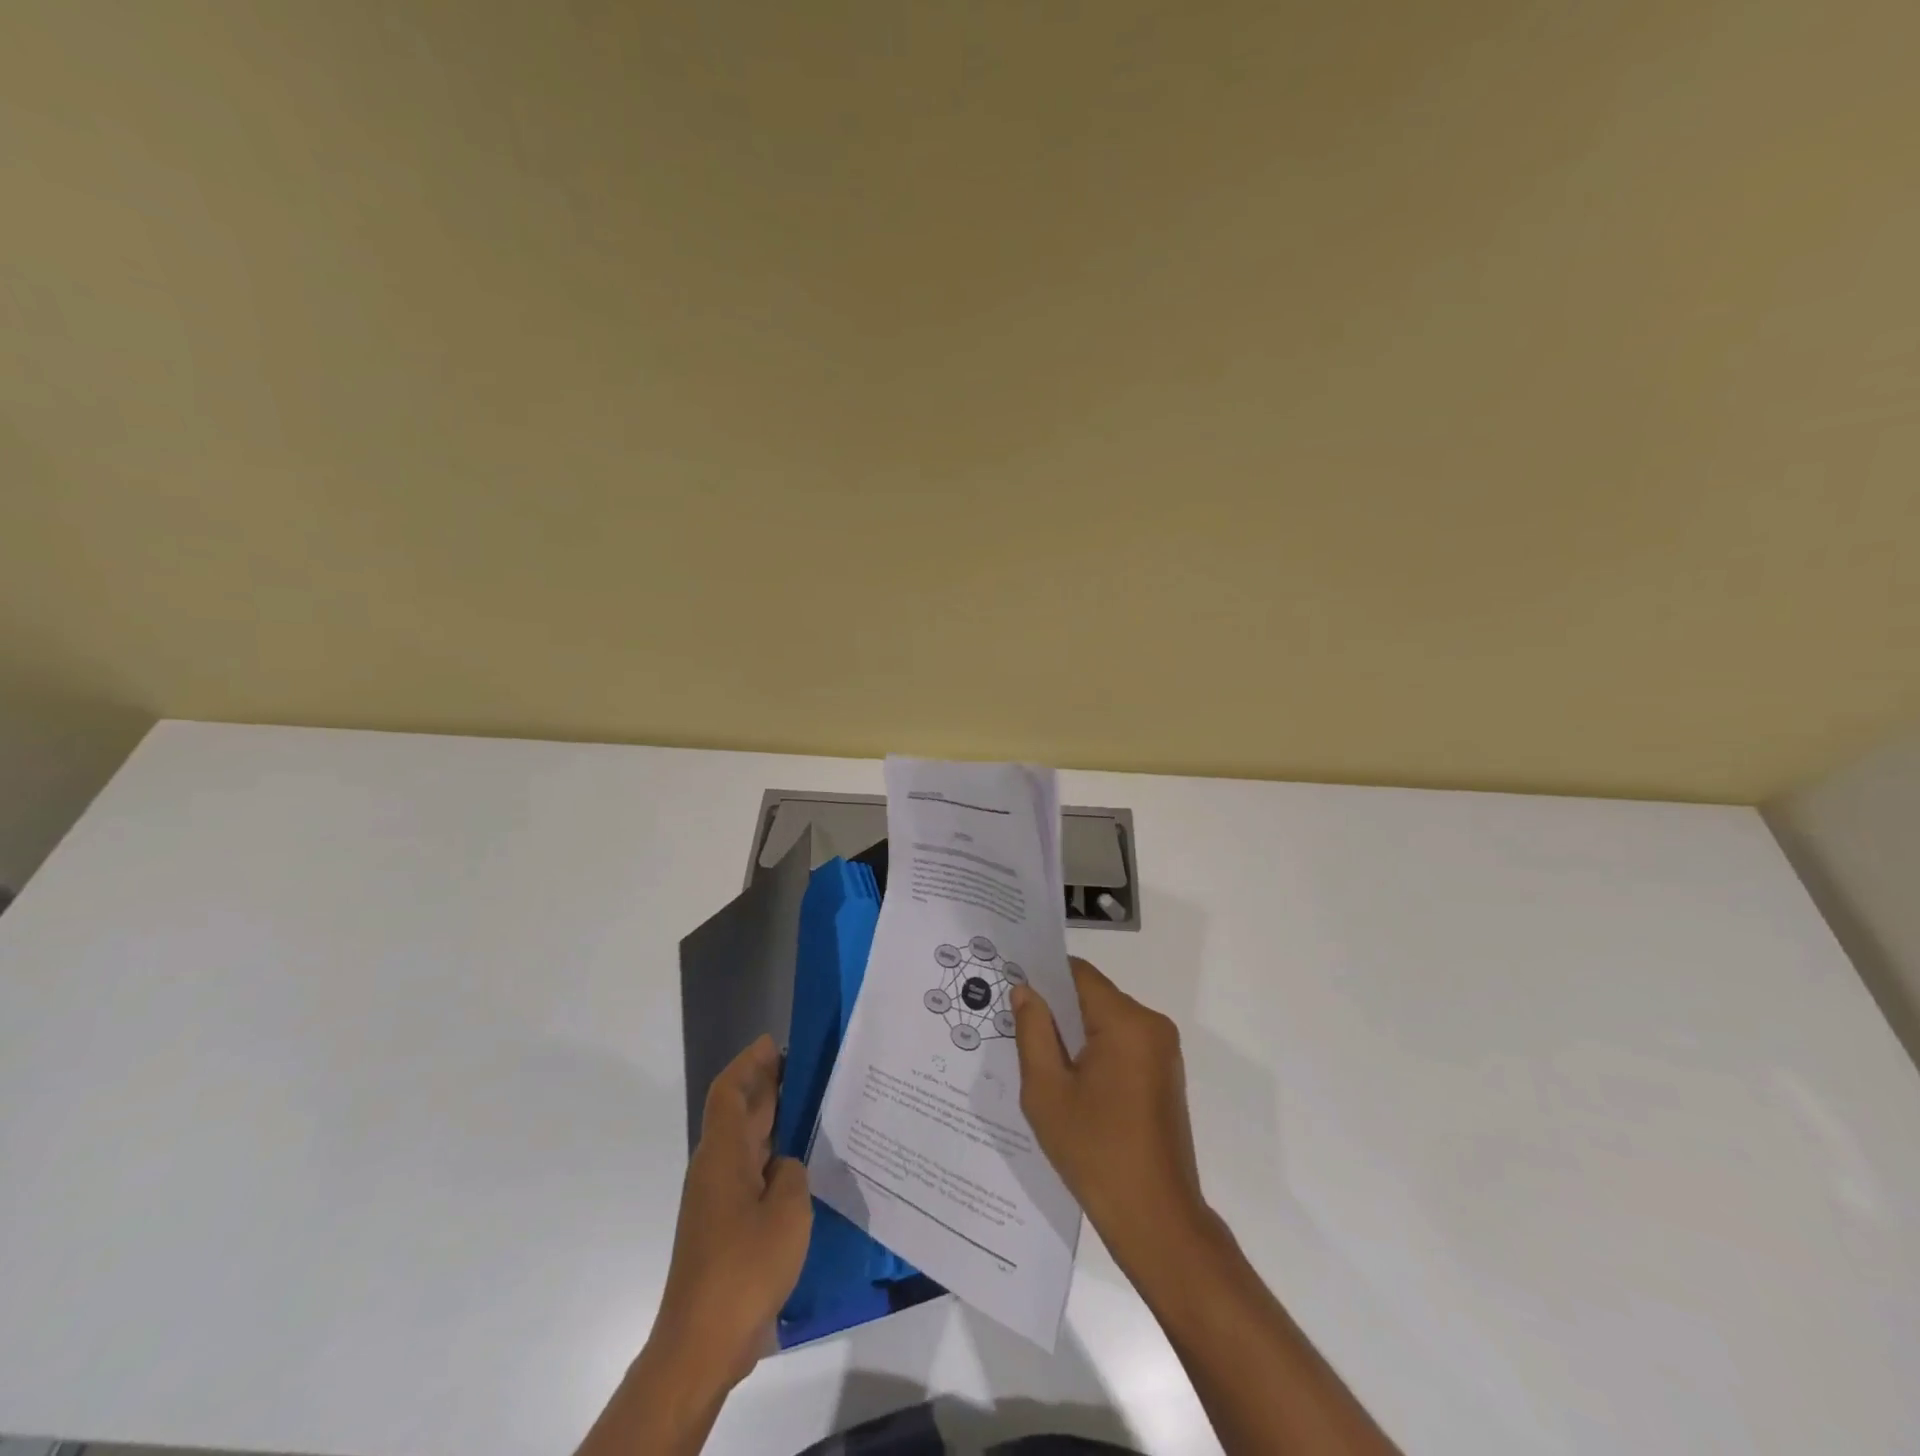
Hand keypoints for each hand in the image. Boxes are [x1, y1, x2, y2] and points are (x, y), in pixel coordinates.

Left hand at [650, 1034, 811, 1391]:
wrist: (702, 1343)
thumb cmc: (745, 1267)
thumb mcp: (787, 1210)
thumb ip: (791, 1173)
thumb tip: (784, 1166)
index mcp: (723, 1155)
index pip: (729, 1092)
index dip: (749, 1062)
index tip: (775, 1043)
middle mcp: (715, 1169)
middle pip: (738, 1113)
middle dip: (766, 1085)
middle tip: (805, 1066)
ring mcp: (717, 1200)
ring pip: (744, 1142)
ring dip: (771, 1119)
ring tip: (811, 1105)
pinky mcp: (724, 1226)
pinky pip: (750, 1172)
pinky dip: (772, 1155)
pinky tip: (802, 1165)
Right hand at [1012, 959, 1208, 1274]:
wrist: (1156, 1219)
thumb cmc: (1095, 1152)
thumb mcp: (1047, 1090)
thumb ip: (1033, 1031)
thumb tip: (1025, 990)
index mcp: (1126, 1021)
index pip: (1078, 974)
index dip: (1043, 975)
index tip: (1012, 986)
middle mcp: (1151, 1024)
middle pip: (1093, 996)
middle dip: (1056, 1008)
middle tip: (1016, 1026)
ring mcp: (1163, 1050)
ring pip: (1107, 1021)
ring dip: (1075, 1032)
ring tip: (1039, 1057)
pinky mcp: (1165, 1074)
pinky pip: (1122, 1043)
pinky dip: (1095, 1051)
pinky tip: (1070, 1081)